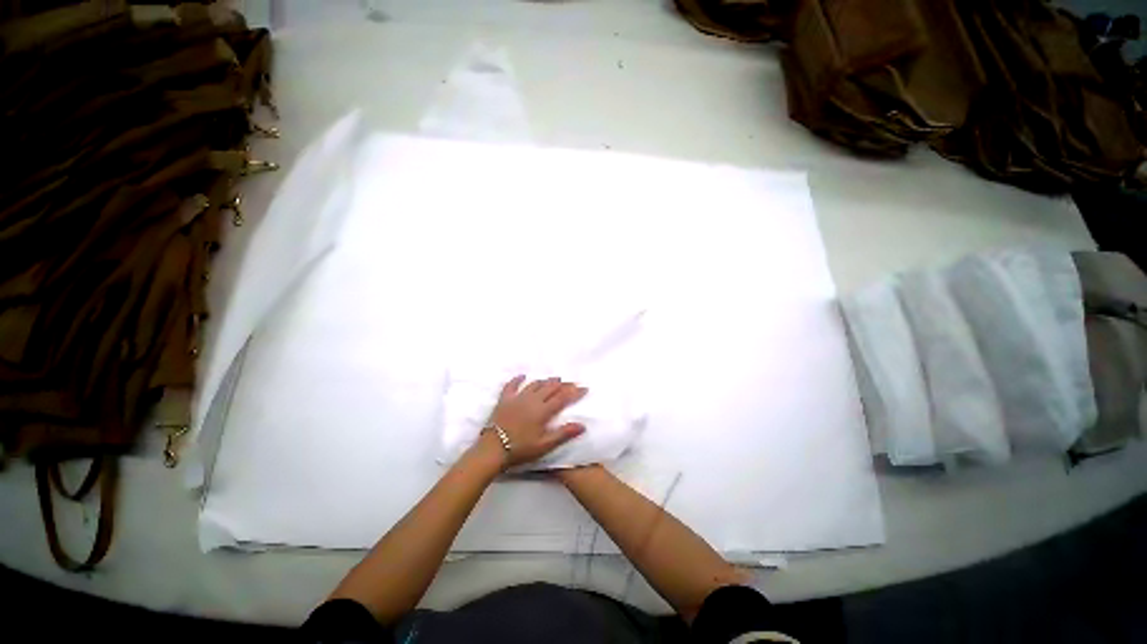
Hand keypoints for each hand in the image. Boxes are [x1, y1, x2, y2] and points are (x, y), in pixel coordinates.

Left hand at [484, 376, 586, 467]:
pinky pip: (512, 385)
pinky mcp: (504, 399)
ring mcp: (517, 398)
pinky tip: (522, 376)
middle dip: (563, 384)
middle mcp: (532, 400)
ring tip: (554, 379)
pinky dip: (518, 379)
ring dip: (546, 381)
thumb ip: (563, 434)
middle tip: (571, 383)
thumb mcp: (544, 445)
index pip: (562, 398)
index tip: (584, 388)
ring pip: (535, 384)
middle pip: (550, 388)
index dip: (574, 392)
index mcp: (543, 411)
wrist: (492, 449)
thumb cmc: (520, 449)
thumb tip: (582, 425)